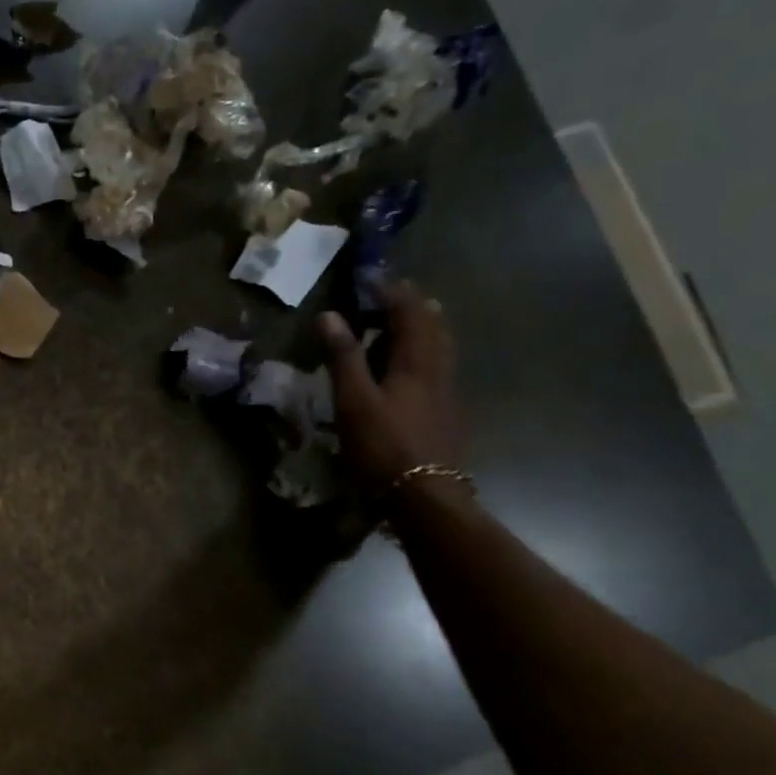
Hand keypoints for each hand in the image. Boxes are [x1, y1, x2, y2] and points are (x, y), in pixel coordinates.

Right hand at [318, 281, 460, 491]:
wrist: (425, 497)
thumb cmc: (384, 446)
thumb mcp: (354, 400)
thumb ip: (343, 357)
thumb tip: (329, 315)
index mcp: (418, 361)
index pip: (410, 311)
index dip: (391, 291)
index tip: (369, 277)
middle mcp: (439, 370)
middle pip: (433, 326)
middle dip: (411, 306)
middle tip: (387, 297)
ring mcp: (446, 394)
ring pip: (438, 348)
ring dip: (419, 330)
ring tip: (398, 326)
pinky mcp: (445, 414)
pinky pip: (436, 370)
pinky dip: (420, 356)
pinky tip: (406, 371)